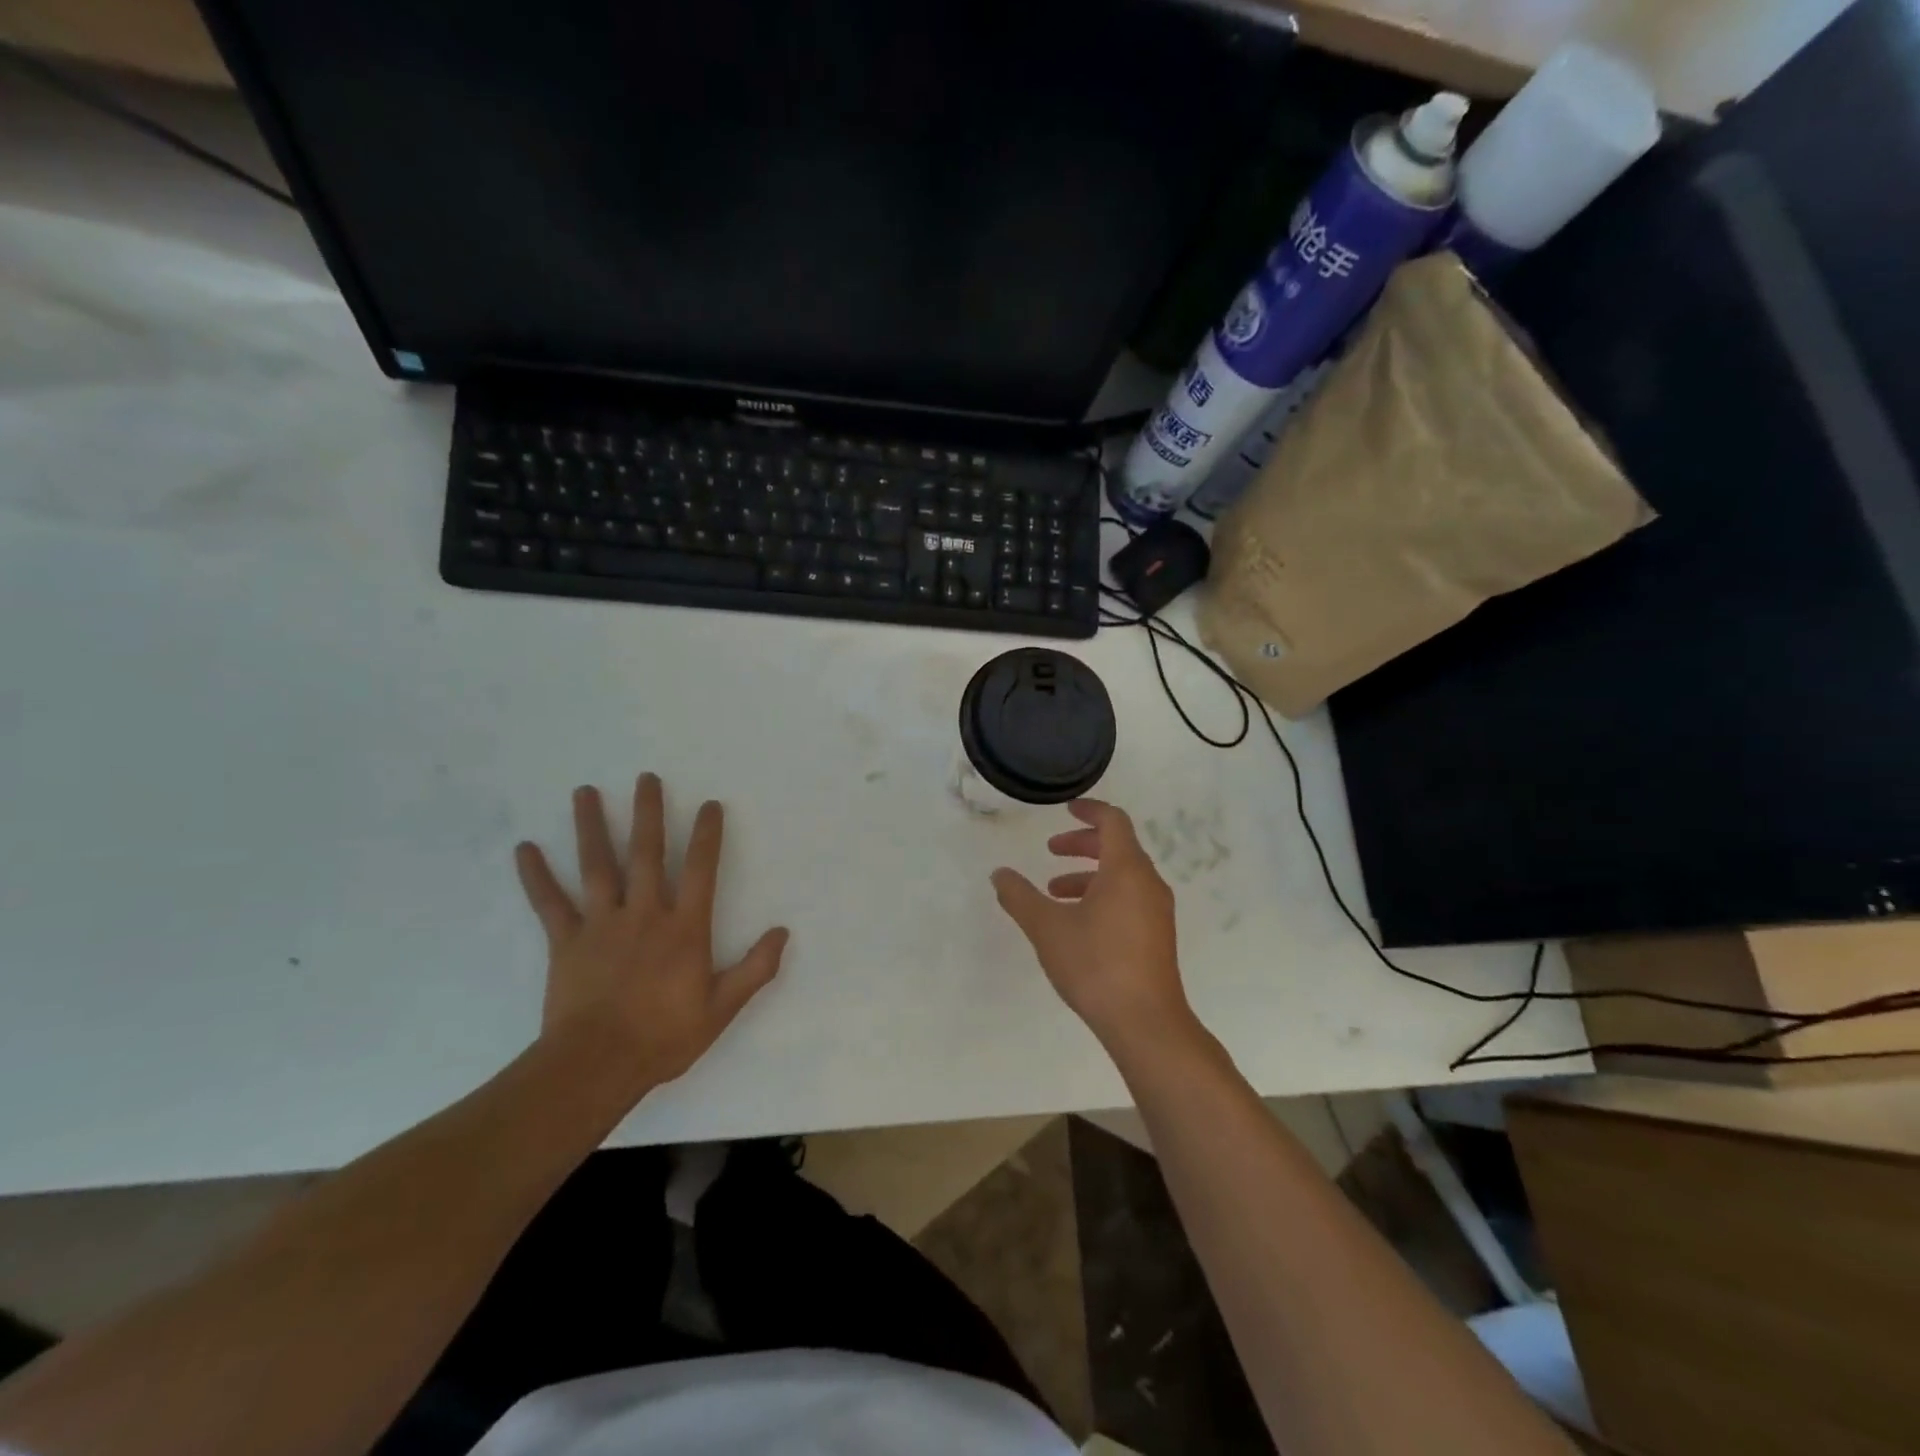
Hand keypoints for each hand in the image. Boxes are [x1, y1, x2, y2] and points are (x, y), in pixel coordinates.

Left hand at [514, 774, 788, 1093]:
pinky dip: (537, 876)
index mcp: (684, 928)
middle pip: (646, 853)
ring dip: (591, 826)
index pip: (700, 870)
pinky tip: (525, 849)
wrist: (597, 1066)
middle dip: (648, 813)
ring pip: (597, 866)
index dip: (707, 835)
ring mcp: (602, 924)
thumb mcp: (721, 1008)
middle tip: (646, 778)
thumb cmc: (664, 1036)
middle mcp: (644, 914)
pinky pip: (550, 903)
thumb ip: (755, 968)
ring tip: (585, 791)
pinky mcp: (567, 942)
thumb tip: (783, 932)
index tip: (709, 804)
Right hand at [991, 799, 1195, 1056]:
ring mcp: (1157, 911)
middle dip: (1082, 844)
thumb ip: (1020, 897)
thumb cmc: (1096, 965)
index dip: (1089, 810)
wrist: (1146, 1023)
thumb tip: (999, 874)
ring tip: (1054, 892)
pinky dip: (1103, 895)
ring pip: (1122, 876)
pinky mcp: (1157, 936)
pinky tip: (1078, 923)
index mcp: (1126, 869)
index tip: (1066, 810)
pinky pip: (1130, 898)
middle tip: (1051, 850)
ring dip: (1088, 875)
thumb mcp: (1047, 928)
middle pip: (1118, 847)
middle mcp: (1148, 883)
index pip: (1113, 821)